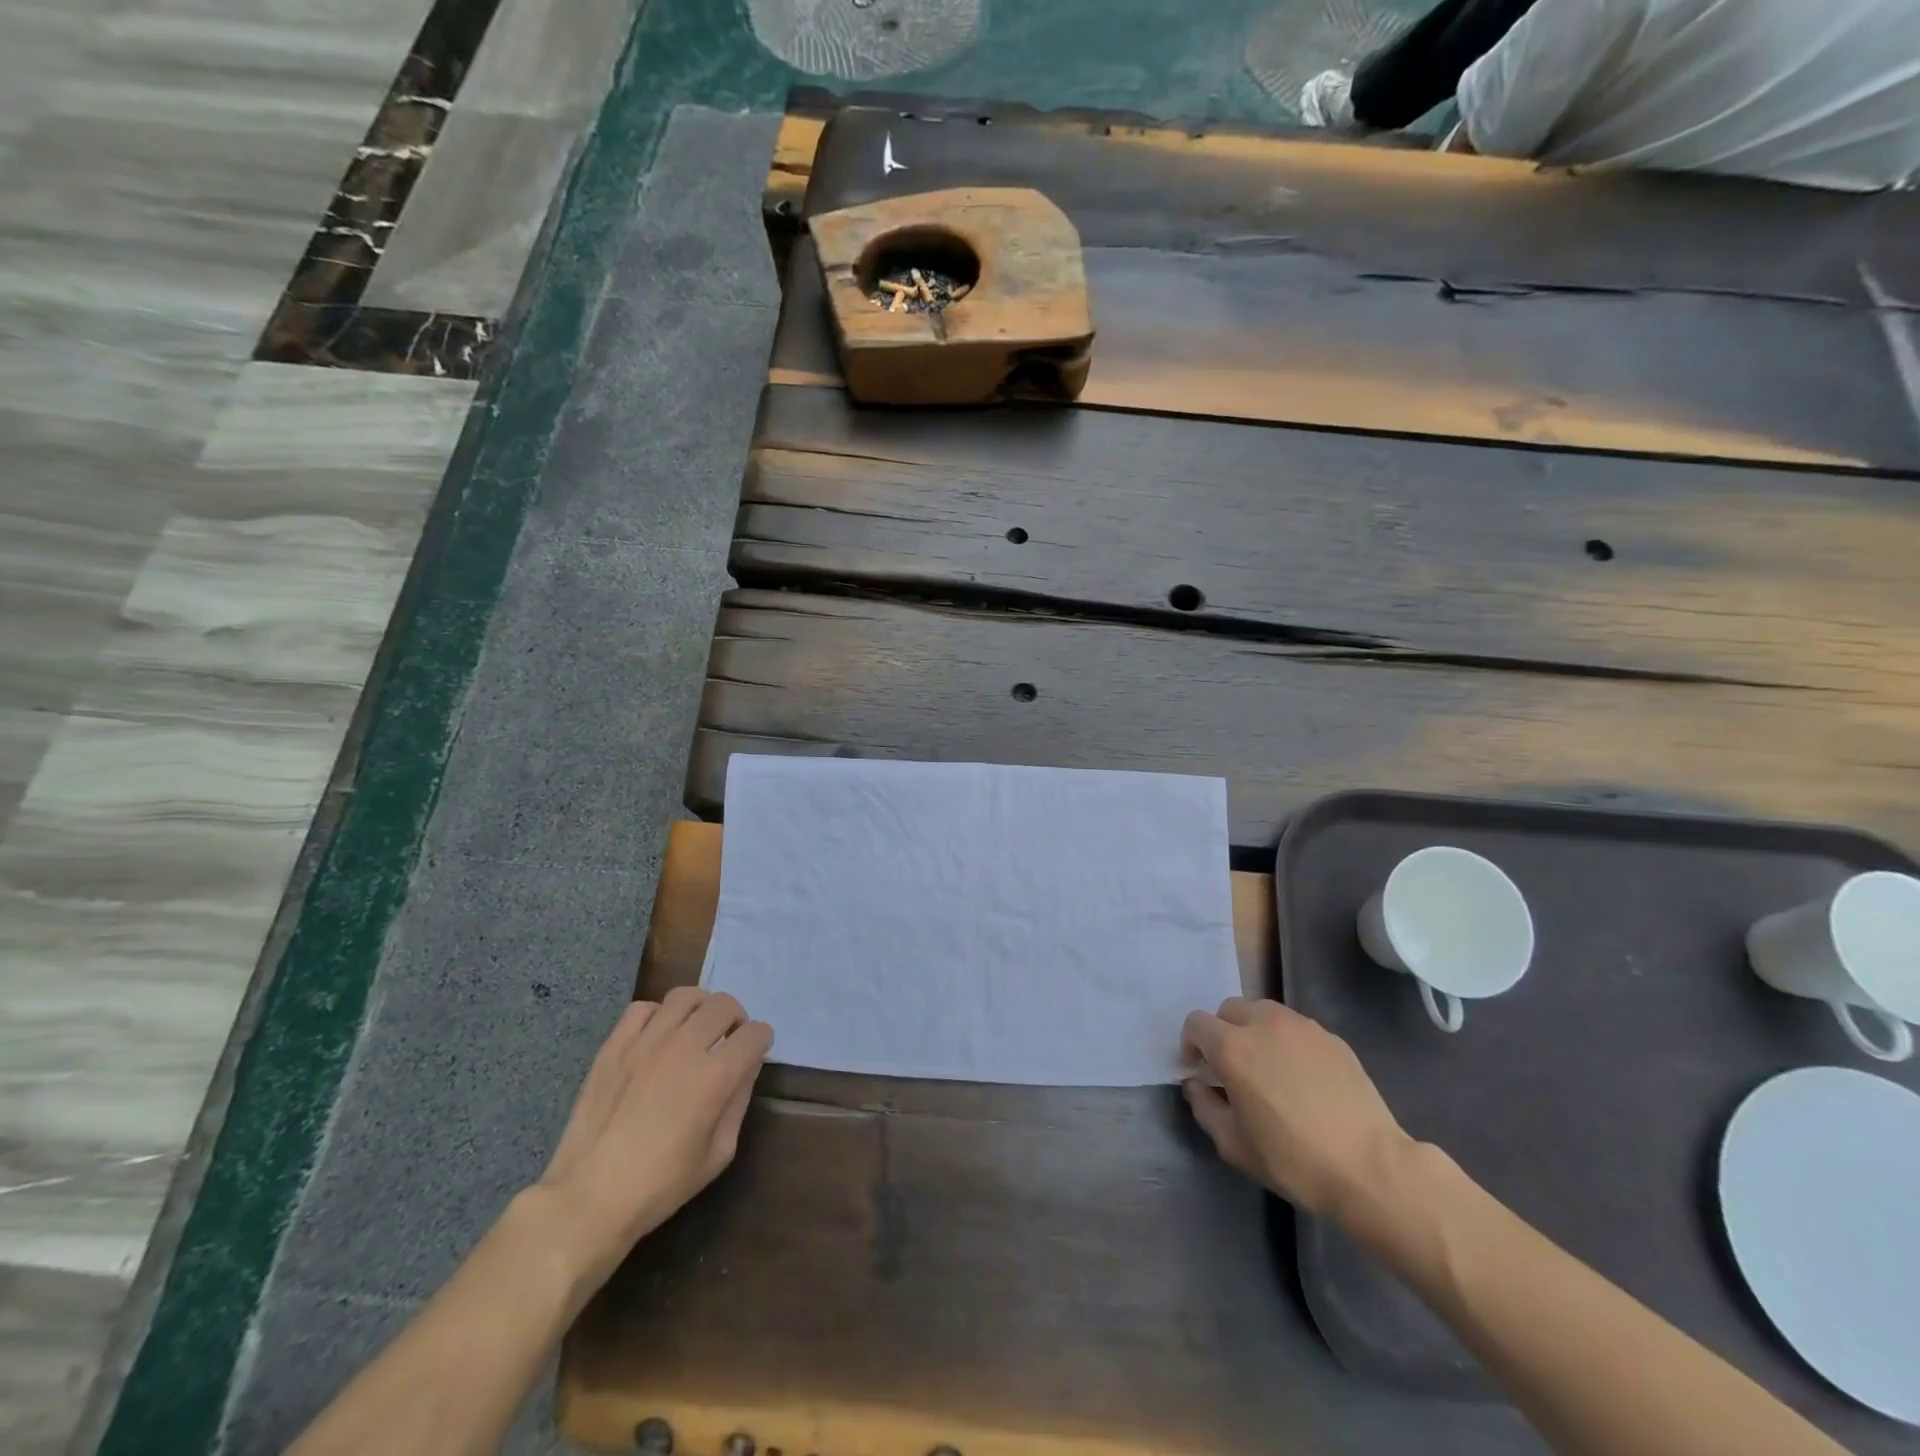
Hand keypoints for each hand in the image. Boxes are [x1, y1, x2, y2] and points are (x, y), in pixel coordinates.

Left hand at [534, 988, 772, 1289]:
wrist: (588, 1199)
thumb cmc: (660, 1185)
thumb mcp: (718, 1154)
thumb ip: (739, 1102)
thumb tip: (747, 1066)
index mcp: (714, 1077)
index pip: (755, 1033)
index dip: (761, 1041)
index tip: (755, 1054)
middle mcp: (683, 1048)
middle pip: (724, 1005)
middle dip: (737, 1019)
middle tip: (728, 1040)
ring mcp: (645, 1043)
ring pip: (685, 997)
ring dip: (701, 1009)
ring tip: (696, 1030)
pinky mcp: (613, 1046)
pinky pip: (642, 1008)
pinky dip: (658, 1015)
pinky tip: (658, 1037)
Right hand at [1182, 997, 1409, 1215]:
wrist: (1371, 1168)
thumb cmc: (1294, 1160)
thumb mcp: (1234, 1146)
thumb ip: (1205, 1108)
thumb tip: (1197, 1086)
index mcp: (1232, 1047)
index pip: (1196, 1024)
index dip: (1191, 1045)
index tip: (1201, 1072)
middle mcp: (1263, 1024)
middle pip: (1229, 1010)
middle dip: (1223, 1033)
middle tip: (1233, 1068)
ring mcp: (1301, 1027)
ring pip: (1263, 1012)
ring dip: (1254, 1031)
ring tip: (1269, 1067)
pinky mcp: (1332, 1038)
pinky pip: (1296, 1028)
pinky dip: (1287, 1042)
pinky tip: (1303, 1077)